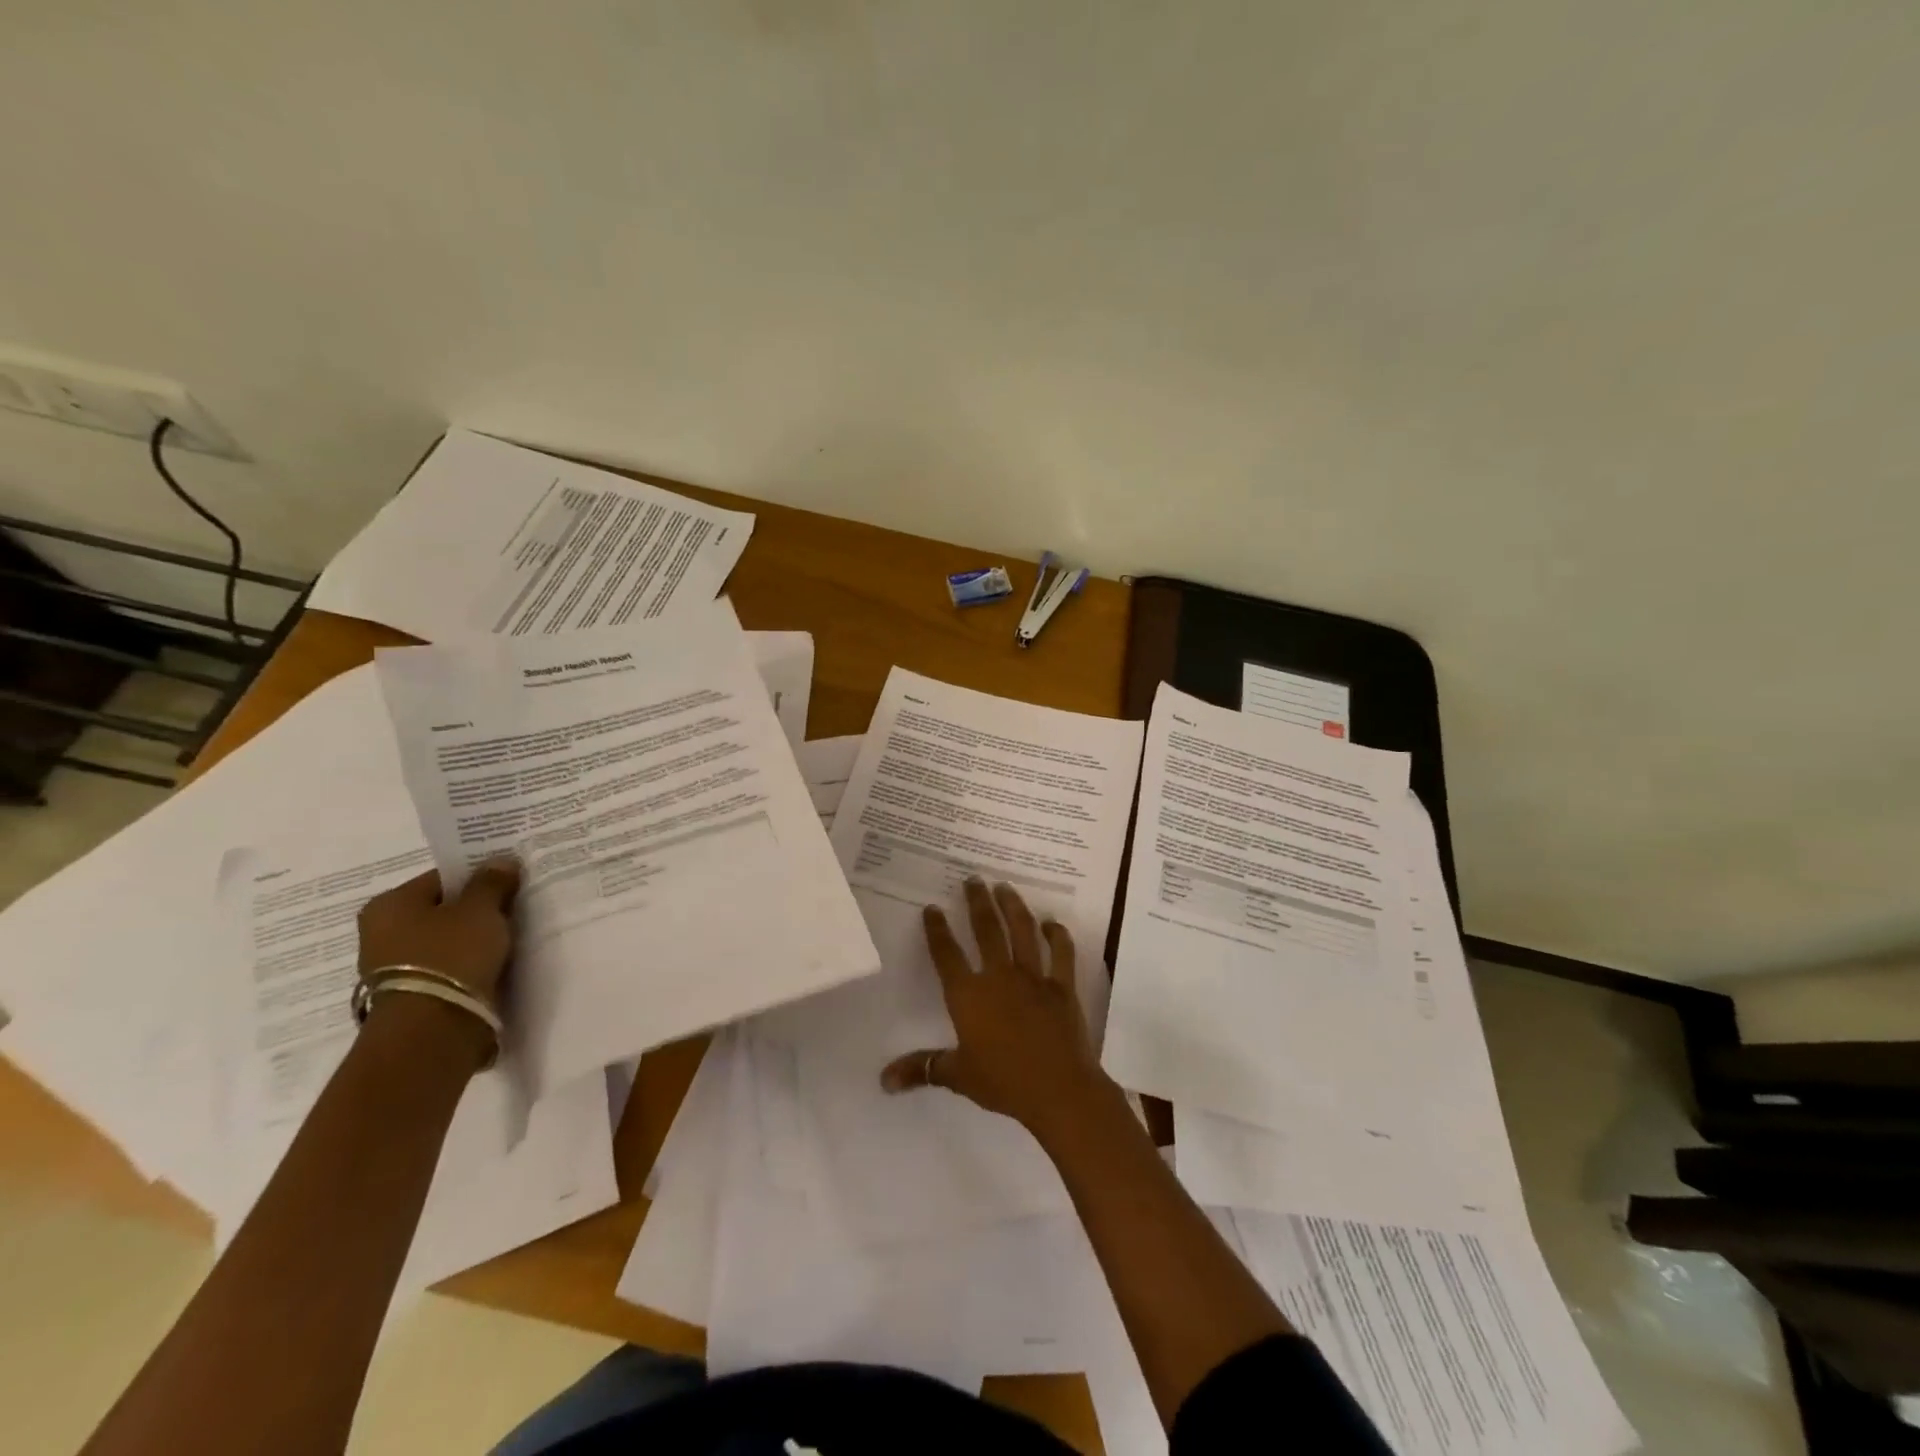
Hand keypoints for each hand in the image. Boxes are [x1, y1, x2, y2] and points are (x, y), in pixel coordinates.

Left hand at [356, 858, 522, 1010]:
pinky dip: (469, 965)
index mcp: (389, 904)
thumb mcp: (481, 909)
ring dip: (474, 939)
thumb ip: (492, 882)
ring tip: (509, 939)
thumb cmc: (451, 955)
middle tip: (513, 909)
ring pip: (445, 941)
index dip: (479, 877)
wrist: (433, 1029)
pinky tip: (495, 964)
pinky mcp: (412, 995)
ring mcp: (393, 968)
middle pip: (442, 910)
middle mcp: (381, 933)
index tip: (509, 883)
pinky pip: (448, 968)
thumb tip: (501, 861)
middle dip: (476, 910)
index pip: (442, 878)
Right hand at [881, 877, 1112, 1137]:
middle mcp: (999, 976)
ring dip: (1013, 906)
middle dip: (977, 902)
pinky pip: (1061, 953)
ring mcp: (1034, 978)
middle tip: (973, 879)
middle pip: (986, 930)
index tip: (932, 908)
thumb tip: (883, 1080)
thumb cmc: (1003, 1082)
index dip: (937, 930)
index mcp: (969, 995)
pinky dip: (1057, 935)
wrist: (1058, 1089)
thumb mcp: (958, 1076)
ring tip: (1005, 887)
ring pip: (1022, 931)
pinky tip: (1051, 923)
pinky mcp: (1062, 986)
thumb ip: (921, 1069)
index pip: (947, 955)